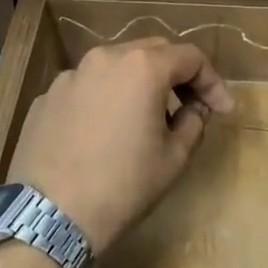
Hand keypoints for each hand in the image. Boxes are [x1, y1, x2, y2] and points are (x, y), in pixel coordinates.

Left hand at [6, 38, 232, 253]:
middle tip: (190, 104)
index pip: (190, 57)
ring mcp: (70, 76)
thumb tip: (194, 108)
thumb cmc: (123, 186)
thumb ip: (193, 122)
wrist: (50, 216)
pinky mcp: (46, 98)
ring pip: (115, 66)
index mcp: (142, 67)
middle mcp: (104, 58)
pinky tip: (105, 133)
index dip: (212, 81)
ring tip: (146, 117)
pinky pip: (86, 88)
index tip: (222, 110)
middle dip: (176, 74)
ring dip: (138, 83)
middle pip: (152, 51)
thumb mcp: (174, 159)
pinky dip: (105, 100)